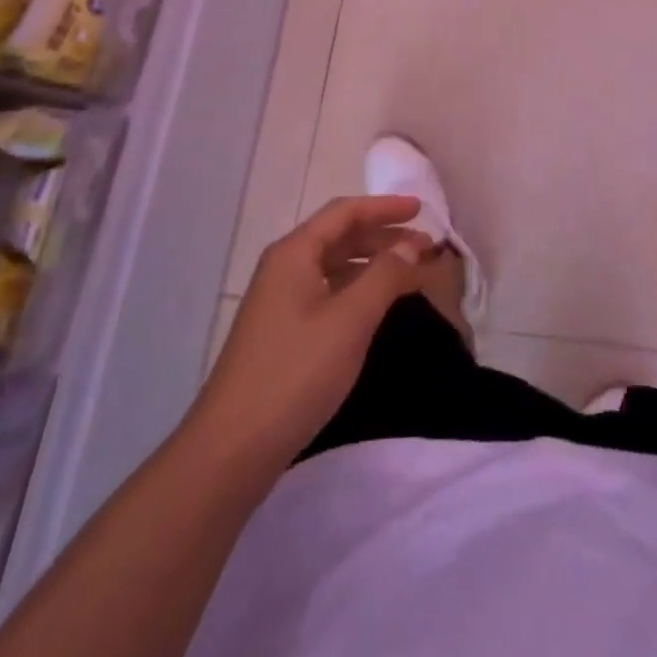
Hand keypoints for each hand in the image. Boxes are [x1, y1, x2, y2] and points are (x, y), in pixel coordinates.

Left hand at [190, 196, 429, 470]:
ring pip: (334, 267)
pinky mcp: (282, 333)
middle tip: (425, 249)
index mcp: (294, 253)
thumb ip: (384, 276)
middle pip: (340, 237)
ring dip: (373, 265)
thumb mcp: (350, 320)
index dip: (385, 207)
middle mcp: (284, 268)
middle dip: (383, 237)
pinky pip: (327, 294)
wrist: (232, 449)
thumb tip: (410, 247)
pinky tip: (377, 307)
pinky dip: (357, 290)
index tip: (421, 210)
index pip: (345, 212)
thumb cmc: (295, 373)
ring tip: (409, 275)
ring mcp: (280, 302)